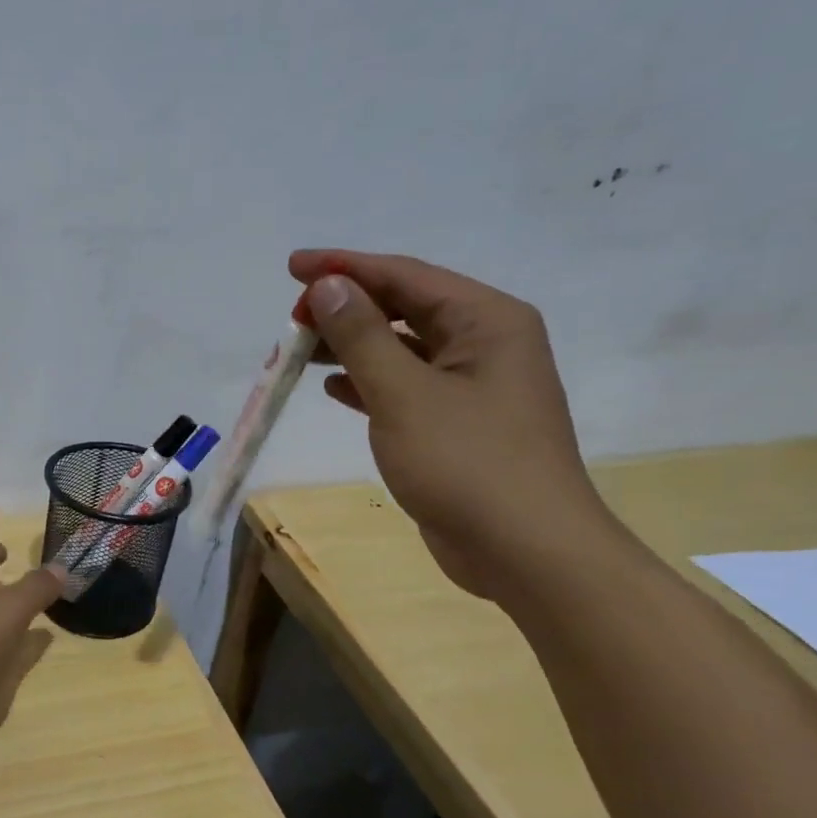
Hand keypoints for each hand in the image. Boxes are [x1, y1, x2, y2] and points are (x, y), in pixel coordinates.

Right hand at [288, 250, 620, 600]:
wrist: (525, 550)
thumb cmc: (466, 463)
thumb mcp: (404, 393)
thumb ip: (361, 336)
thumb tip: (329, 285)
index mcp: (486, 320)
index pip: (405, 276)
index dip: (345, 268)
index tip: (292, 267)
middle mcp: (485, 343)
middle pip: (404, 308)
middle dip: (346, 308)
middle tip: (292, 317)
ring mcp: (473, 386)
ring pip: (401, 349)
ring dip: (351, 347)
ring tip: (299, 350)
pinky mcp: (458, 424)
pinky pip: (405, 386)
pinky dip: (368, 383)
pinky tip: (333, 389)